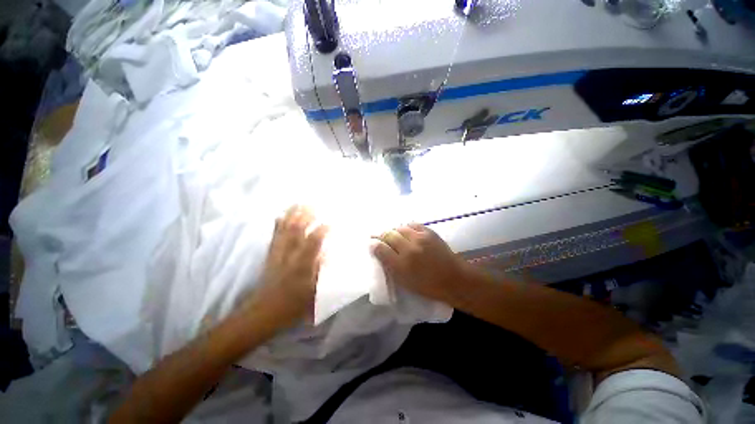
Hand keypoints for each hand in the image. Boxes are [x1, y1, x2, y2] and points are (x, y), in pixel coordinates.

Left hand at [251, 205, 327, 328]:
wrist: (263, 312)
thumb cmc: (292, 305)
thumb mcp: (312, 292)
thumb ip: (320, 271)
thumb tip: (327, 253)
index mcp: (301, 265)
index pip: (312, 242)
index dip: (321, 230)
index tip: (330, 222)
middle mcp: (289, 256)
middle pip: (296, 231)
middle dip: (306, 216)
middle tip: (315, 205)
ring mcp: (277, 253)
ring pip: (285, 230)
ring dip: (293, 215)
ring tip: (300, 203)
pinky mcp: (270, 254)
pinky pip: (274, 235)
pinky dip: (278, 223)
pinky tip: (281, 214)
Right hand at [373, 223, 467, 303]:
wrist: (453, 278)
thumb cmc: (427, 285)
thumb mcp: (404, 281)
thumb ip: (389, 265)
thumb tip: (377, 250)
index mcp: (402, 265)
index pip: (381, 249)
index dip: (374, 245)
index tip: (372, 244)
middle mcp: (409, 249)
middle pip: (389, 235)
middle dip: (382, 235)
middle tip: (380, 237)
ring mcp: (420, 238)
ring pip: (399, 228)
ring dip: (394, 231)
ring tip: (393, 235)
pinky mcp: (429, 232)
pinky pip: (412, 224)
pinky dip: (406, 227)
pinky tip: (406, 231)